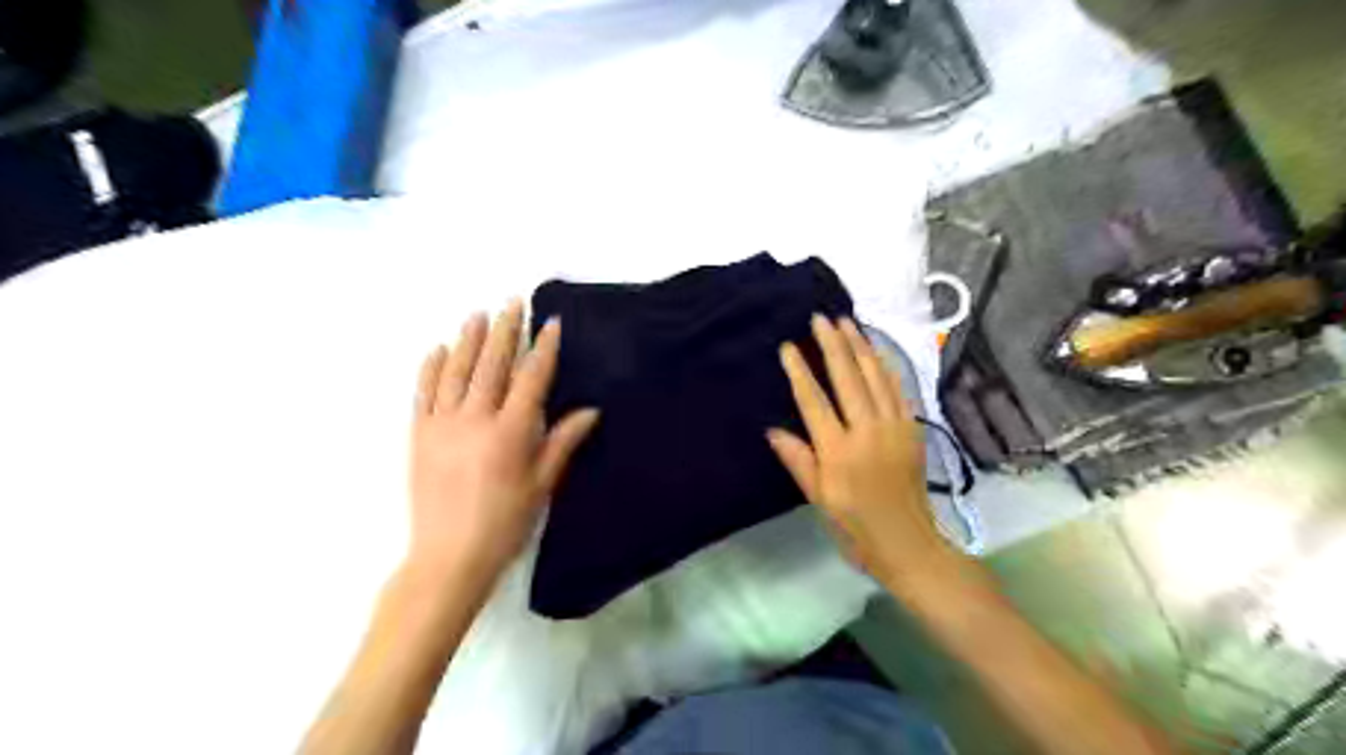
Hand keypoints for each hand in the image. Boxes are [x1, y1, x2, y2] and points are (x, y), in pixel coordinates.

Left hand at [411, 300, 598, 590]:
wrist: (448, 557)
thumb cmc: (504, 523)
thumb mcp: (541, 485)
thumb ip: (562, 442)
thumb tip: (590, 410)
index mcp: (510, 432)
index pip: (531, 379)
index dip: (543, 348)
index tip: (551, 322)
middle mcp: (474, 419)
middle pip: (492, 365)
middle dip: (505, 330)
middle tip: (512, 302)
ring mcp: (442, 424)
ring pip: (456, 371)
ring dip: (468, 339)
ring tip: (477, 314)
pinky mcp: (418, 434)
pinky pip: (423, 392)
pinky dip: (431, 367)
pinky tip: (439, 348)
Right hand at [767, 315, 942, 586]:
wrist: (910, 544)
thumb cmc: (856, 528)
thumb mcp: (819, 499)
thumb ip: (798, 460)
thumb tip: (773, 430)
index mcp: (838, 452)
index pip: (814, 401)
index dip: (799, 371)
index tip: (788, 347)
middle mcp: (867, 432)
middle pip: (847, 379)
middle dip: (832, 345)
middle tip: (820, 318)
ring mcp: (894, 427)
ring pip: (875, 377)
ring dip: (860, 347)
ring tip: (847, 323)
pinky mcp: (913, 429)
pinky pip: (898, 389)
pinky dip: (885, 365)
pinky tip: (876, 351)